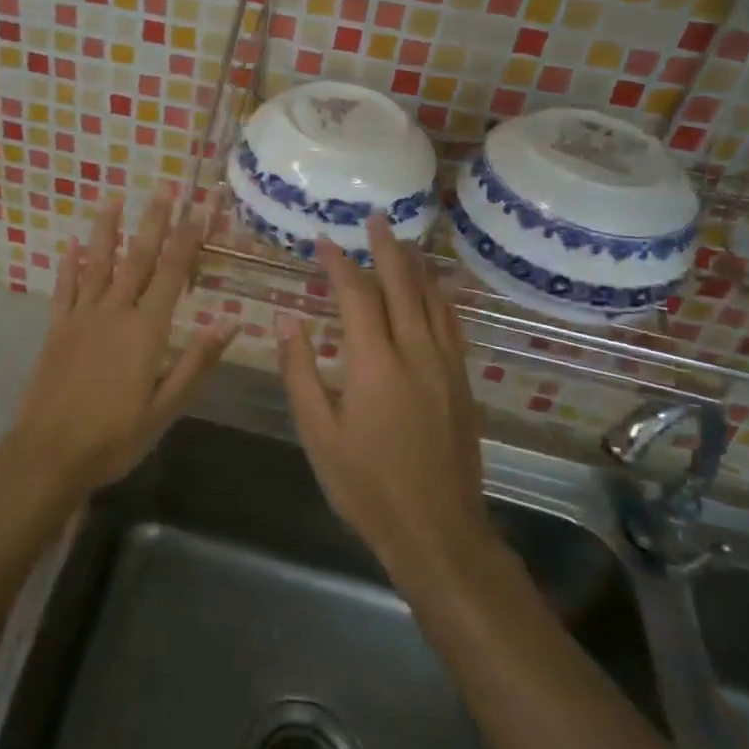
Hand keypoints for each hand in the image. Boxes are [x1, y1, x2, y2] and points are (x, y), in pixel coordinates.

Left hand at [6, 188, 237, 499]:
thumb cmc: (115, 436)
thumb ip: (196, 363)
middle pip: (138, 259)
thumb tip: (230, 323)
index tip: (200, 208)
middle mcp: (114, 312)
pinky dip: (69, 265)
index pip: (173, 273)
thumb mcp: (166, 408)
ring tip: (114, 199)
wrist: (49, 454)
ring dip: (107, 230)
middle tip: (164, 188)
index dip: (188, 238)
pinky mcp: (56, 330)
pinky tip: (71, 245)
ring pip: (98, 264)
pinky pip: (65, 289)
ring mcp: (81, 318)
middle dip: (154, 222)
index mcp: (146, 330)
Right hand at [277, 215, 485, 578]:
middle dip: (387, 248)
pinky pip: (452, 326)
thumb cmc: (367, 485)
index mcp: (375, 363)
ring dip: (416, 267)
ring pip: (434, 301)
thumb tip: (286, 319)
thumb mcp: (318, 433)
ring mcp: (446, 367)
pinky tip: (438, 292)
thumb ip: (299, 371)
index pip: (356, 295)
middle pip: (403, 285)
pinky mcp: (462, 384)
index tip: (322, 241)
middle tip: (376, 218)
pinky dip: (441, 298)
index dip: (338, 264)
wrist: (438, 530)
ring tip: (404, 243)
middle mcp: (415, 353)